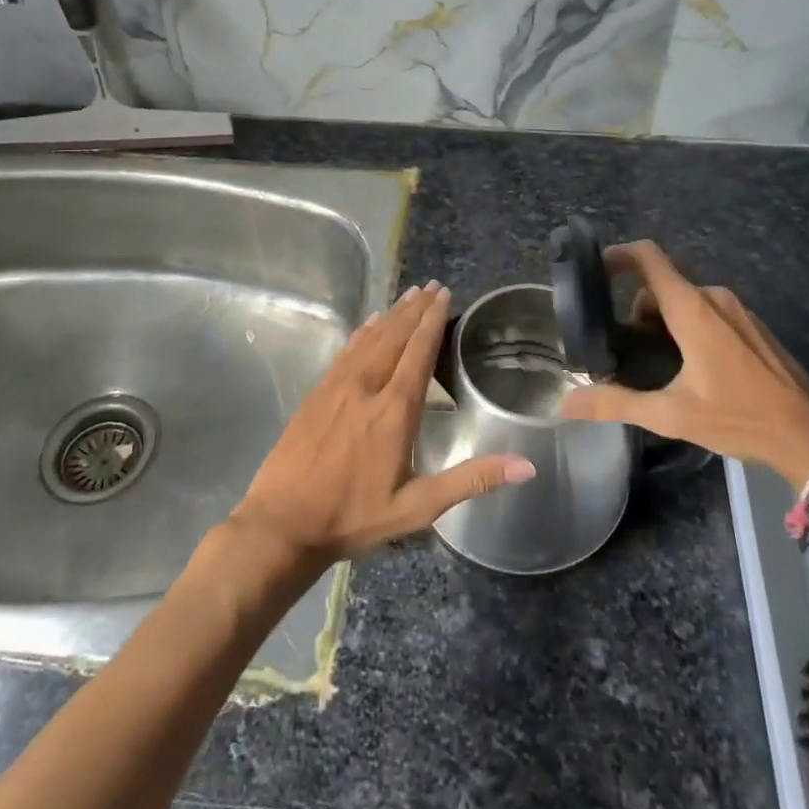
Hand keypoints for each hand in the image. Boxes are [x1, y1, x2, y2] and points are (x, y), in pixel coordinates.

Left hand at [230, 283, 534, 565]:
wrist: (282, 522)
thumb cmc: (354, 515)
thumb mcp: (418, 507)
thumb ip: (471, 481)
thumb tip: (526, 466)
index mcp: (394, 410)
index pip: (419, 352)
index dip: (433, 321)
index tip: (444, 294)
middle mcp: (367, 387)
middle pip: (395, 337)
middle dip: (415, 309)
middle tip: (431, 285)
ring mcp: (337, 387)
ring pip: (370, 339)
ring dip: (391, 315)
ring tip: (408, 295)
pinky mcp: (317, 394)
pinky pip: (345, 352)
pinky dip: (361, 333)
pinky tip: (368, 324)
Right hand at [558, 241, 808, 486]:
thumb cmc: (740, 418)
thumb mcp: (672, 416)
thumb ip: (617, 404)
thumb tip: (566, 403)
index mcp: (692, 309)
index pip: (648, 258)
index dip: (617, 255)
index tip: (594, 270)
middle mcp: (714, 297)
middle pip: (661, 285)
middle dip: (638, 311)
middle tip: (626, 349)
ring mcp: (737, 309)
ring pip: (685, 299)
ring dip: (664, 321)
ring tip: (658, 364)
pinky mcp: (752, 324)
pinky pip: (708, 310)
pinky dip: (689, 326)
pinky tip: (692, 367)